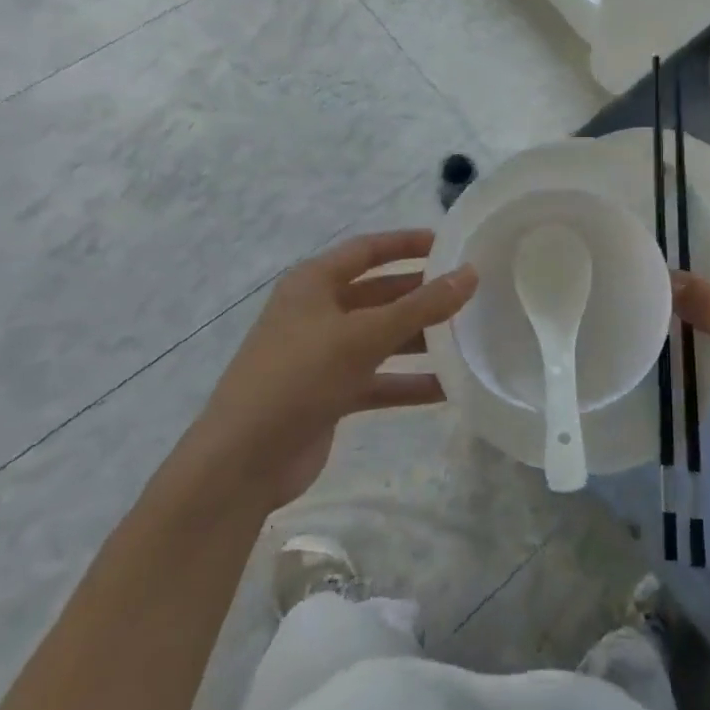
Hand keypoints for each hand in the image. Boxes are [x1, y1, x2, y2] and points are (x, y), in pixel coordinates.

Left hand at [197, 230, 476, 506]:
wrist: (239, 466)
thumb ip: (421, 306)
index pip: (368, 249)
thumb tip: (471, 273)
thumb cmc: (298, 378)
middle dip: (421, 294)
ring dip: (420, 340)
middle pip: (380, 293)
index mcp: (314, 282)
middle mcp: (318, 312)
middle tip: (469, 293)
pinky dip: (408, 382)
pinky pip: (378, 379)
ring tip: (468, 338)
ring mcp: (323, 355)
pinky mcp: (330, 394)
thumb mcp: (363, 335)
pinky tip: (448, 388)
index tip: (450, 243)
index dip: (407, 243)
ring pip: (382, 337)